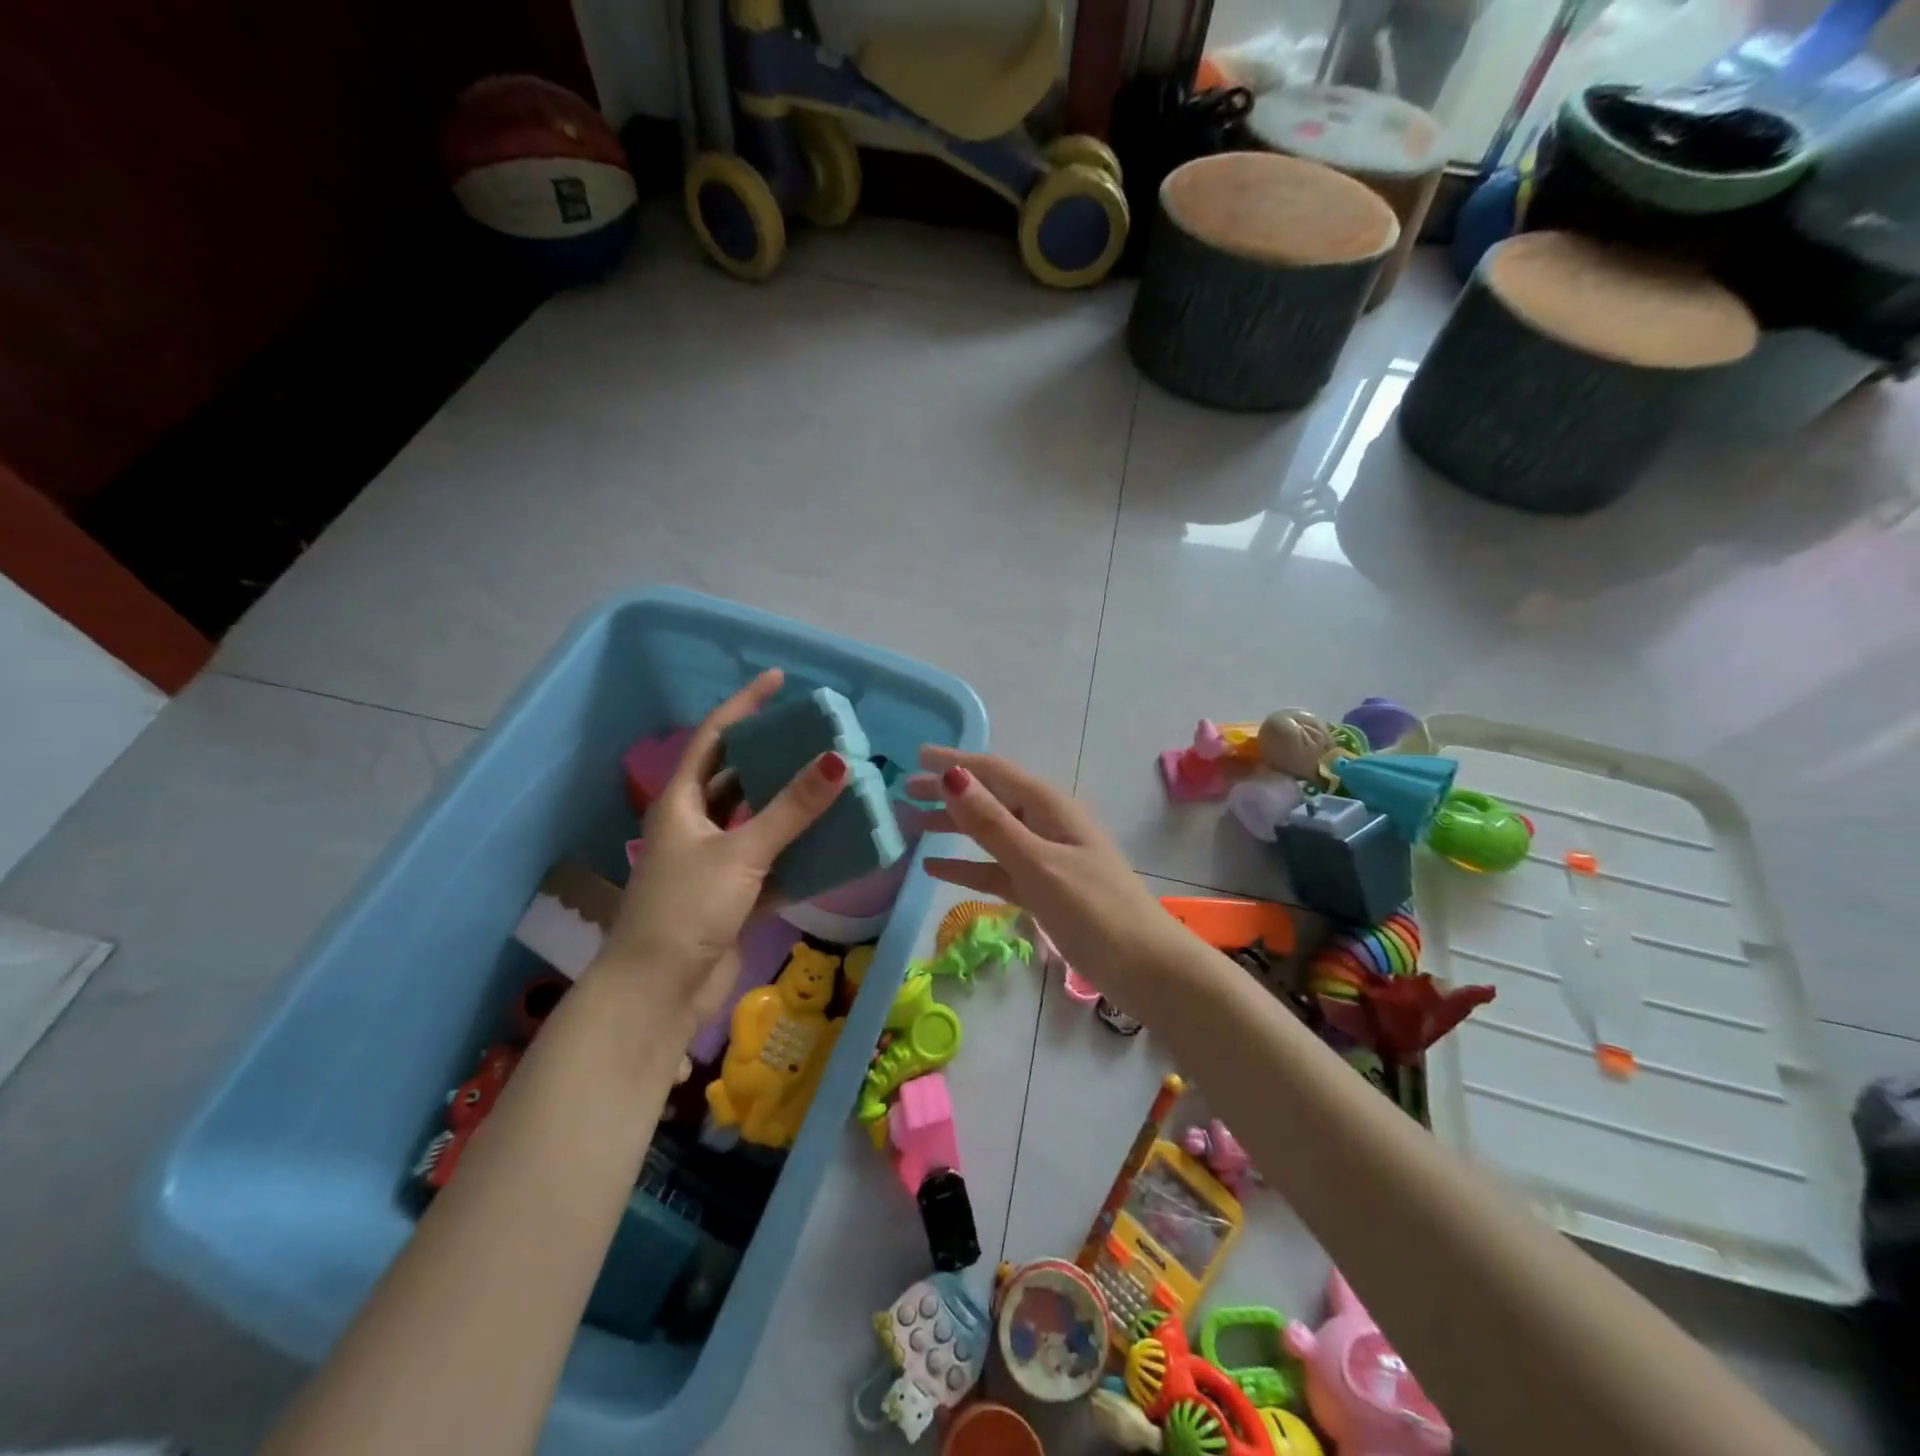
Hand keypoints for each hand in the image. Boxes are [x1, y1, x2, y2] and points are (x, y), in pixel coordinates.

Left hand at [595, 669, 847, 1034]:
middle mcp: (695, 825)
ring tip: (833, 783)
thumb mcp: (742, 852)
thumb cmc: (687, 908)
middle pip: (738, 777)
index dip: (744, 705)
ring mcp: (714, 862)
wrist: (659, 993)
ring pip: (758, 821)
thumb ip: (792, 809)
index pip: (714, 737)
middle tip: (817, 738)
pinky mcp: (733, 895)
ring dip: (791, 807)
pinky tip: (833, 843)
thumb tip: (838, 760)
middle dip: (774, 757)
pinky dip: (799, 854)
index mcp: (681, 803)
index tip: (779, 681)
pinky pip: (773, 863)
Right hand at [908, 748, 1191, 1019]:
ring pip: (990, 832)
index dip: (955, 761)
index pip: (994, 771)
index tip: (916, 755)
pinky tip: (935, 867)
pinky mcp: (1042, 888)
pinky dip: (967, 864)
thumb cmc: (1093, 910)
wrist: (1144, 967)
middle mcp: (1045, 823)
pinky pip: (996, 867)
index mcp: (1048, 807)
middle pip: (989, 798)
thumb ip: (992, 823)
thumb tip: (951, 776)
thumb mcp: (1037, 863)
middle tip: (903, 790)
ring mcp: (1044, 857)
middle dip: (948, 791)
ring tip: (911, 822)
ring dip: (953, 825)